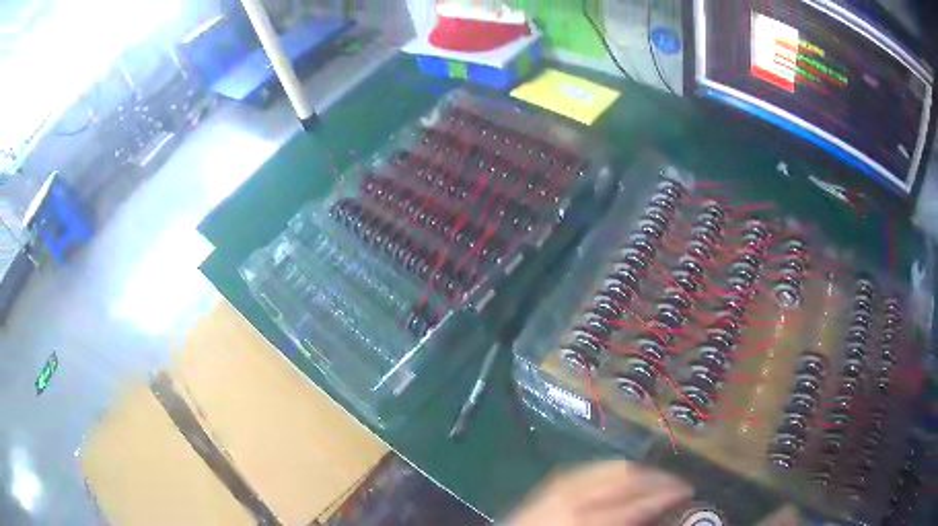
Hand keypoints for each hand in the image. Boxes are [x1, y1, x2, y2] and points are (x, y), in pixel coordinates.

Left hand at [504, 460, 693, 525]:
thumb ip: (628, 523)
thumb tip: (655, 512)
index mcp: (586, 518)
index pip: (639, 501)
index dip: (669, 494)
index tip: (690, 491)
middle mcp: (575, 495)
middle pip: (628, 476)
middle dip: (658, 478)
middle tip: (678, 485)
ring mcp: (561, 484)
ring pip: (613, 466)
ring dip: (640, 472)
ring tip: (657, 481)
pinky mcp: (553, 483)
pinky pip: (594, 468)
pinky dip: (616, 470)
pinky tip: (626, 478)